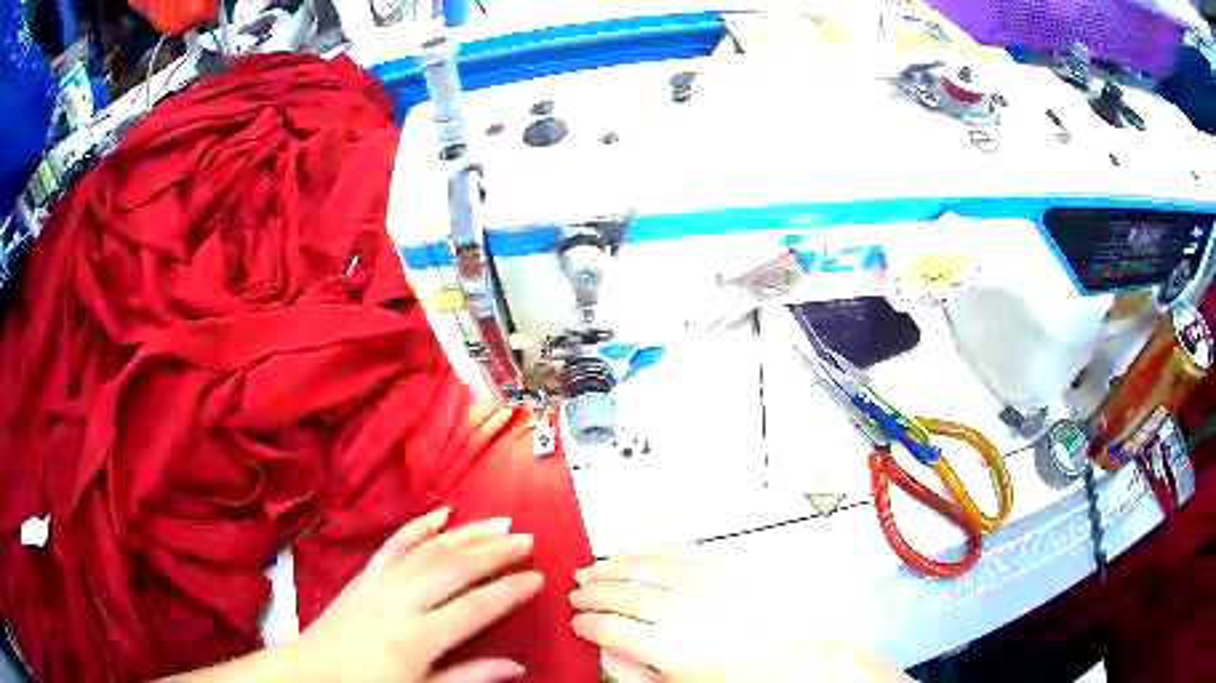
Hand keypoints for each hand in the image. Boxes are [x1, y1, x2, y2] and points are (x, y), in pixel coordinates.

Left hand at [294, 508, 541, 682]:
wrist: (312, 673)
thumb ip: (468, 678)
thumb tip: (514, 666)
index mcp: (416, 637)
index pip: (475, 607)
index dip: (510, 591)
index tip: (536, 578)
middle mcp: (399, 602)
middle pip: (454, 568)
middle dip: (495, 551)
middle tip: (526, 540)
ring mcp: (379, 583)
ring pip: (429, 548)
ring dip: (466, 533)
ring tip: (497, 522)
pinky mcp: (365, 575)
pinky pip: (394, 543)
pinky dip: (420, 526)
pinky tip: (441, 514)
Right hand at [569, 549, 906, 682]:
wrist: (802, 658)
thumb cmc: (747, 679)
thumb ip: (635, 673)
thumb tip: (607, 653)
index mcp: (667, 645)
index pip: (608, 626)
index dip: (586, 623)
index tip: (578, 623)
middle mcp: (681, 608)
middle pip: (619, 591)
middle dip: (590, 591)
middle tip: (576, 592)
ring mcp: (703, 582)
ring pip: (642, 566)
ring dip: (612, 566)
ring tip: (593, 569)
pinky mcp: (724, 565)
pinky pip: (675, 550)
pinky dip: (648, 550)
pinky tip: (636, 552)